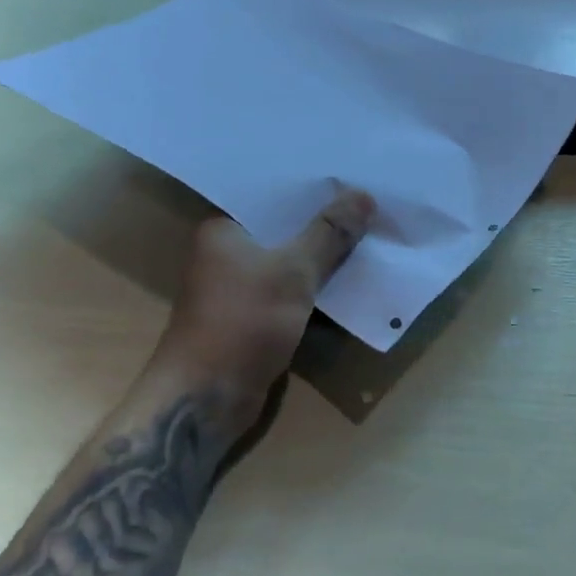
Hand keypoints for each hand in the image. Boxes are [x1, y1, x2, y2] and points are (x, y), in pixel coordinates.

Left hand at [156, 188, 374, 415]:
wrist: (205, 400)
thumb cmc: (242, 322)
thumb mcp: (293, 271)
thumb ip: (329, 233)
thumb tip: (364, 195)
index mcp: (224, 229)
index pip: (273, 195)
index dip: (312, 186)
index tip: (351, 175)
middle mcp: (227, 252)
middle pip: (284, 227)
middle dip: (324, 220)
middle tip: (369, 200)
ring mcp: (239, 286)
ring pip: (290, 259)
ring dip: (323, 254)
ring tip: (368, 231)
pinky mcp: (253, 316)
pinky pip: (291, 288)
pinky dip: (316, 284)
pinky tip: (351, 275)